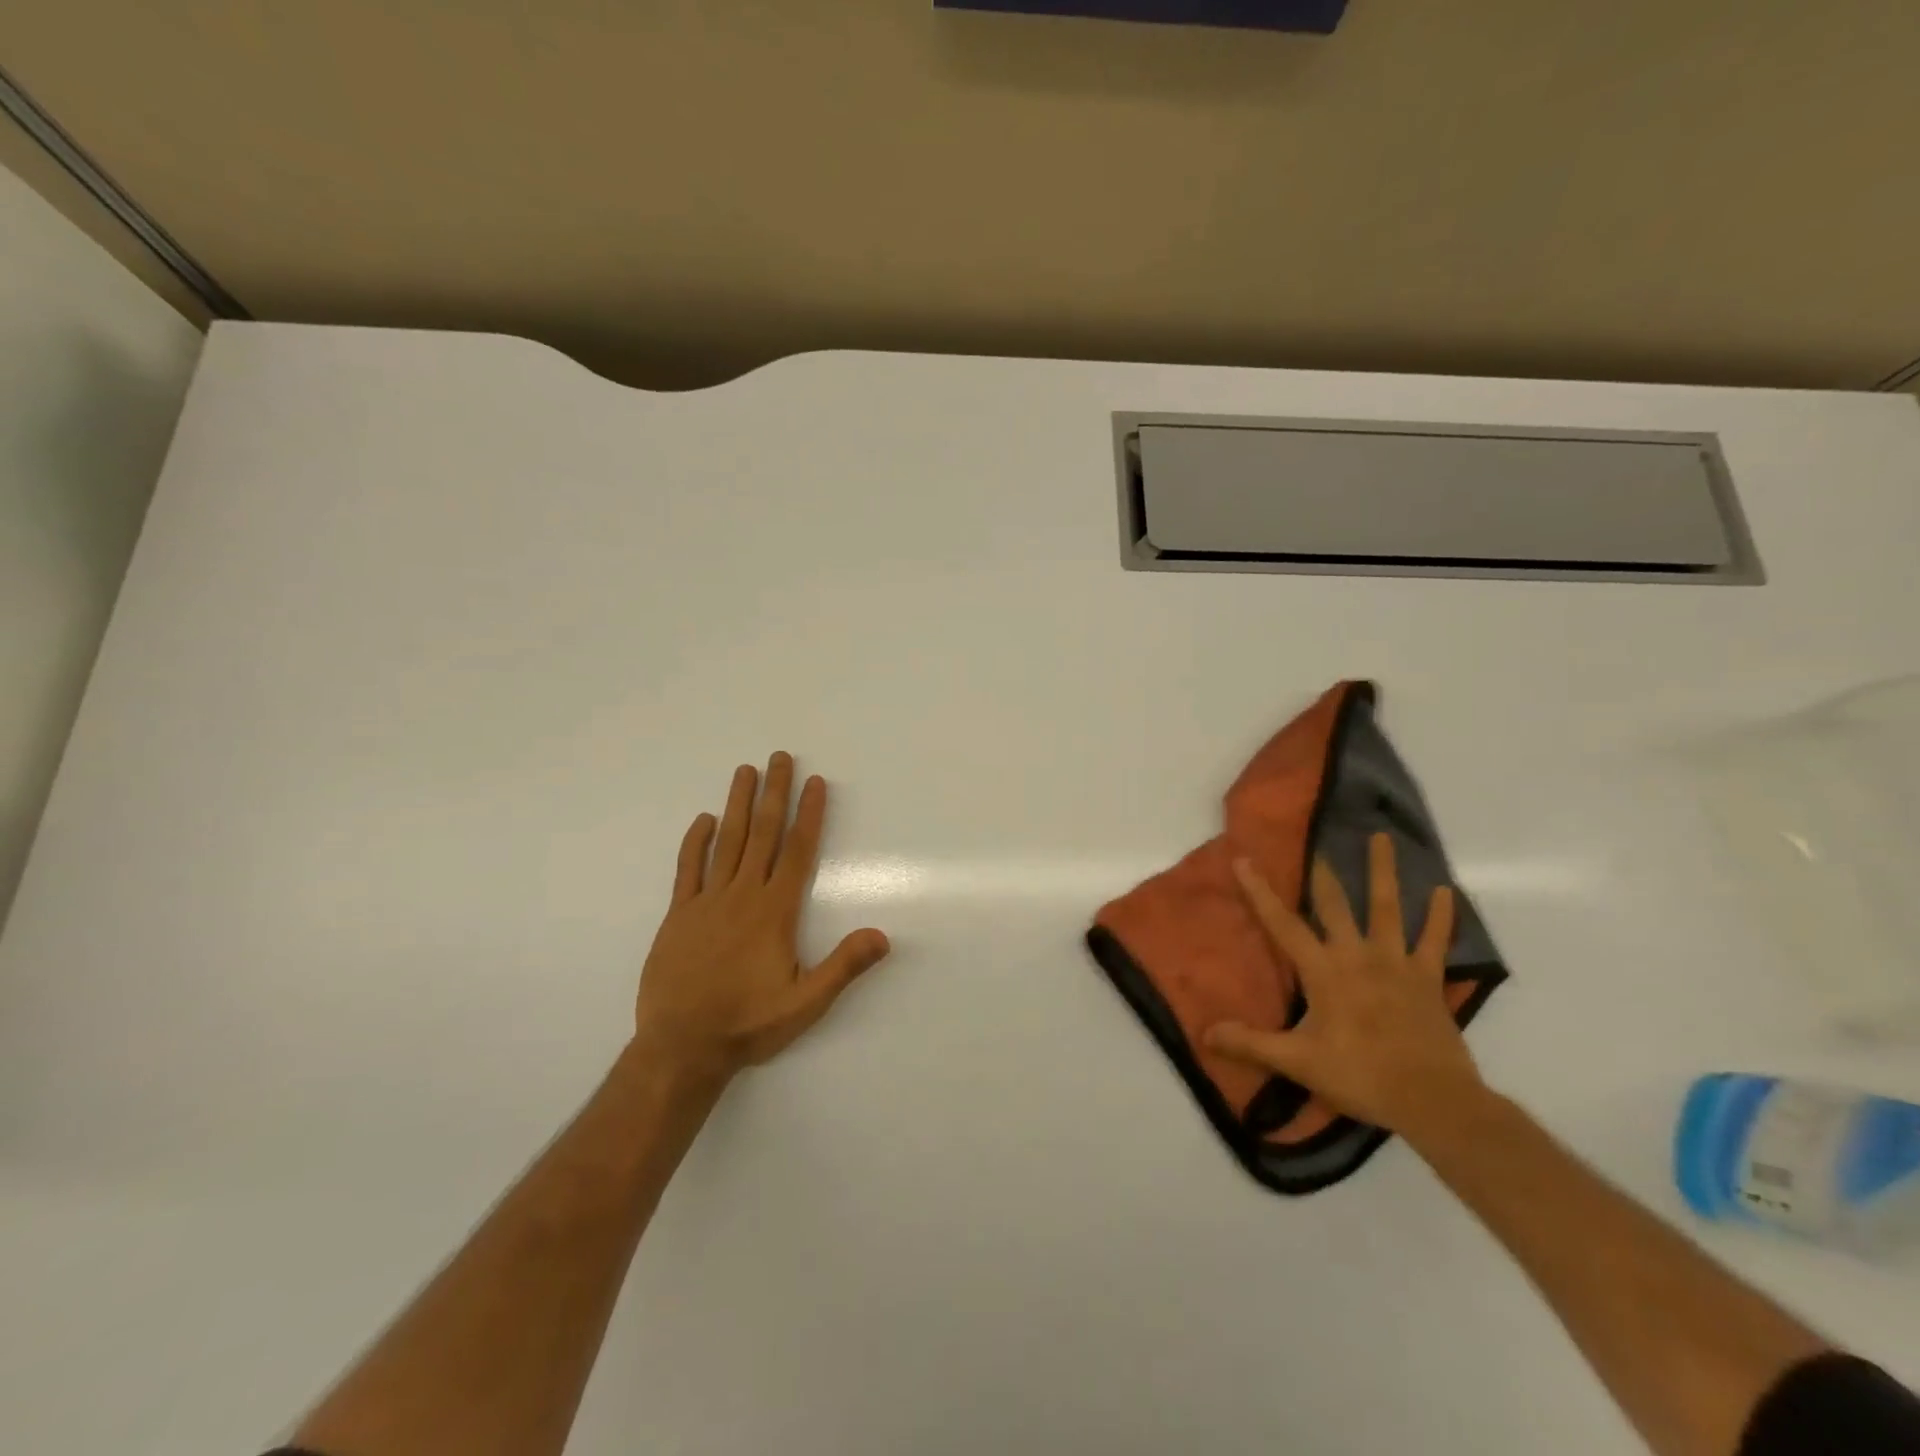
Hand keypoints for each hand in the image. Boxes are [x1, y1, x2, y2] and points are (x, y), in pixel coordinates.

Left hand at [632, 752, 889, 1089]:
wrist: (681, 1048)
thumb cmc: (748, 1024)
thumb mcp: (806, 1003)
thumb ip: (843, 967)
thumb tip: (883, 935)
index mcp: (774, 912)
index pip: (797, 851)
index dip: (809, 814)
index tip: (815, 782)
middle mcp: (742, 896)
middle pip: (762, 833)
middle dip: (774, 793)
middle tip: (780, 757)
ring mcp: (706, 902)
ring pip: (726, 842)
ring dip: (738, 804)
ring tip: (745, 770)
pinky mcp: (678, 915)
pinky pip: (687, 869)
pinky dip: (695, 842)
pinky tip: (703, 819)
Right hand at [1205, 833, 1483, 1135]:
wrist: (1432, 1100)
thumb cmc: (1360, 1076)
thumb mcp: (1298, 1062)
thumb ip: (1251, 1045)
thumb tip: (1206, 1032)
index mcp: (1324, 971)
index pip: (1283, 924)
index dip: (1260, 892)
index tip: (1244, 860)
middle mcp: (1357, 955)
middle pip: (1335, 904)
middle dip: (1321, 873)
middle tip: (1315, 841)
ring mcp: (1396, 963)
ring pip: (1387, 908)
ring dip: (1382, 872)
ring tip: (1381, 837)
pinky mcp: (1427, 979)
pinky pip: (1435, 941)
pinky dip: (1440, 916)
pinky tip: (1445, 891)